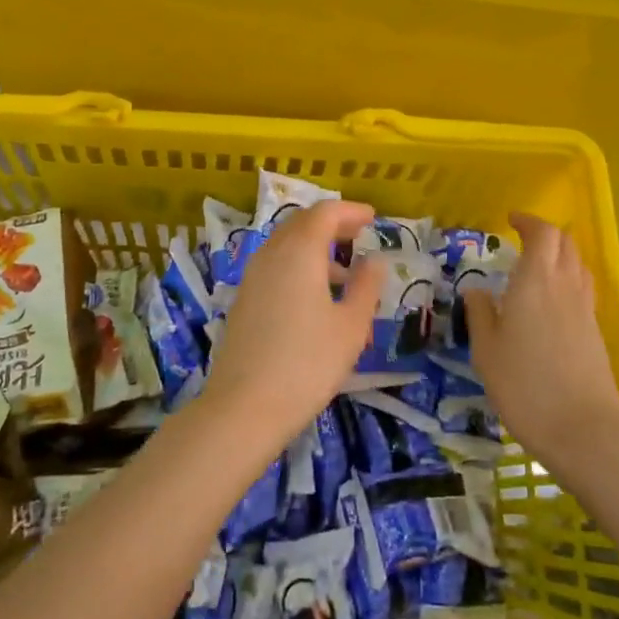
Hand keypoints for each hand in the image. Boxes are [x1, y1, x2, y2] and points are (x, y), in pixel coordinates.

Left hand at [200, 200, 386, 450]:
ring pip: (286, 246)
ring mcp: (252, 277)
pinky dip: (299, 267)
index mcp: (299, 252)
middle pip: (301, 224)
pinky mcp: (243, 300)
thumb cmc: (308, 363)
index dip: (351, 211)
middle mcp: (271, 255)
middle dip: (332, 225)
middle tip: (359, 236)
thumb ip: (366, 286)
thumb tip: (375, 260)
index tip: (373, 219)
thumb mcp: (351, 326)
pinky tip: (316, 299)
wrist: (244, 407)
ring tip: (345, 275)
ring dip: (315, 248)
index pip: (325, 213)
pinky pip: (275, 267)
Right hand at [463, 212, 618, 472]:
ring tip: (538, 265)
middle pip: (566, 243)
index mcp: (535, 281)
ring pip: (578, 264)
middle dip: (545, 233)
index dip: (528, 221)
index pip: (542, 234)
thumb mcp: (486, 350)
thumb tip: (476, 289)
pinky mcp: (595, 331)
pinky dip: (568, 279)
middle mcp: (565, 286)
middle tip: (522, 239)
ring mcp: (585, 309)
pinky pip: (583, 288)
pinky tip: (552, 300)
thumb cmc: (523, 386)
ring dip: (560, 254)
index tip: (511, 220)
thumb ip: (480, 314)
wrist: (582, 430)